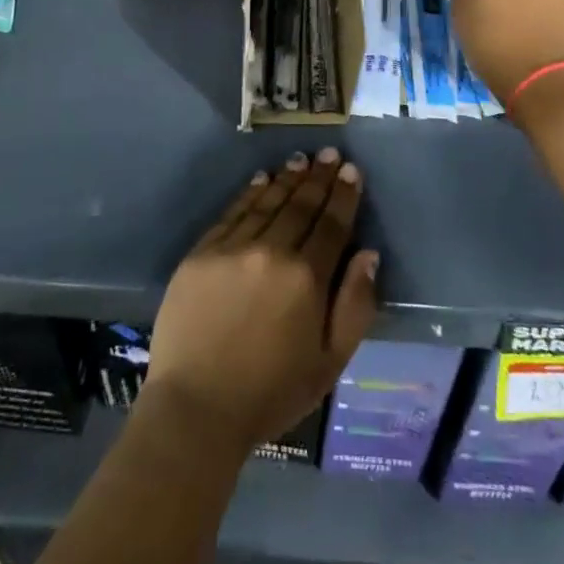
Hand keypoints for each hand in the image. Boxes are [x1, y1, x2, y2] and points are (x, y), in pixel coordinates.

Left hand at [144, 148, 378, 454]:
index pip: (332, 225)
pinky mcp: (202, 252)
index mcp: (307, 279)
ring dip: (287, 178)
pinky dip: (250, 192)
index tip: (352, 171)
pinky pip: (233, 212)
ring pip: (267, 202)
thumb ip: (355, 305)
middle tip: (330, 154)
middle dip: (319, 177)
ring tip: (301, 159)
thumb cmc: (271, 392)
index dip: (344, 196)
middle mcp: (272, 252)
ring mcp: (233, 248)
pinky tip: (261, 179)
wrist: (196, 409)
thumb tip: (367, 254)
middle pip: (301, 206)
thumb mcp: (330, 363)